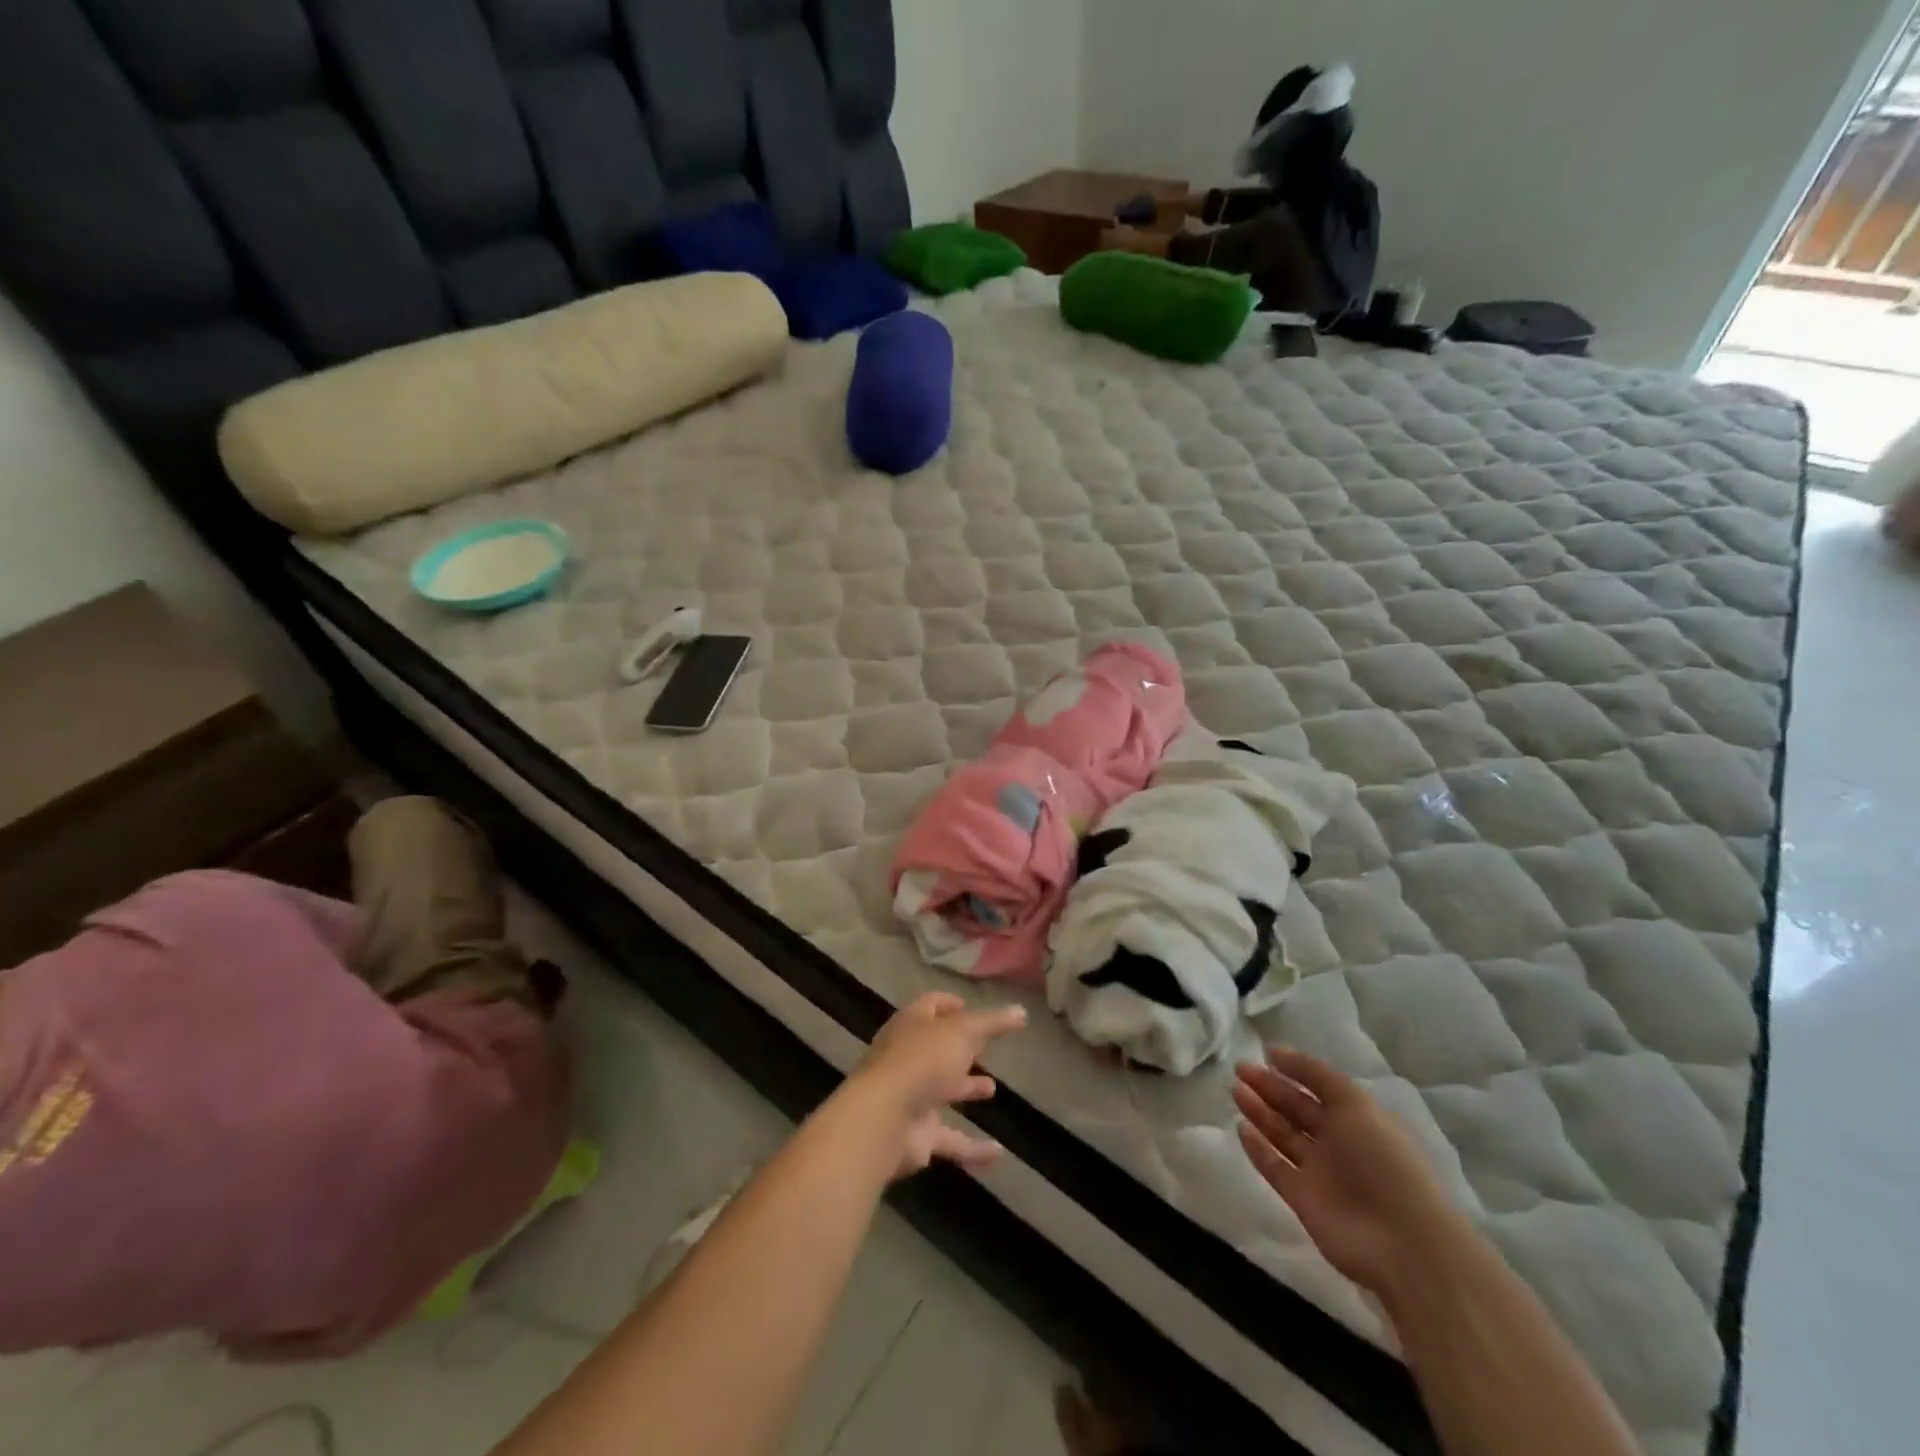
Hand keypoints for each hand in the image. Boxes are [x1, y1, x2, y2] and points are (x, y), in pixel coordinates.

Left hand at [850, 992, 1026, 1179]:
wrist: (883, 1120)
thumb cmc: (922, 1061)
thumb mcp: (962, 1032)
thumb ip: (992, 1023)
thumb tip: (1021, 1011)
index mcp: (912, 1025)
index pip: (930, 1007)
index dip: (949, 1004)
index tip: (969, 1007)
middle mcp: (909, 1059)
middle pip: (936, 1049)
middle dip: (959, 1048)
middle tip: (985, 1048)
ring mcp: (911, 1097)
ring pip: (942, 1091)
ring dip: (965, 1088)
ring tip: (992, 1088)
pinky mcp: (917, 1135)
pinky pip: (950, 1140)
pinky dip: (973, 1147)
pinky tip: (998, 1153)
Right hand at [1233, 1048, 1463, 1296]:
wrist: (1402, 1244)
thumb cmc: (1384, 1162)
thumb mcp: (1356, 1105)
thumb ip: (1317, 1075)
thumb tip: (1277, 1053)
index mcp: (1358, 1119)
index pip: (1321, 1088)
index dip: (1296, 1069)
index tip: (1266, 1053)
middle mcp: (1338, 1143)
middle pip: (1297, 1109)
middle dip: (1270, 1087)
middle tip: (1240, 1068)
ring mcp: (1320, 1172)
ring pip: (1283, 1134)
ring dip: (1259, 1112)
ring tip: (1235, 1089)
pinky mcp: (1303, 1199)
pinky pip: (1275, 1167)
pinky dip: (1258, 1148)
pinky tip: (1240, 1127)